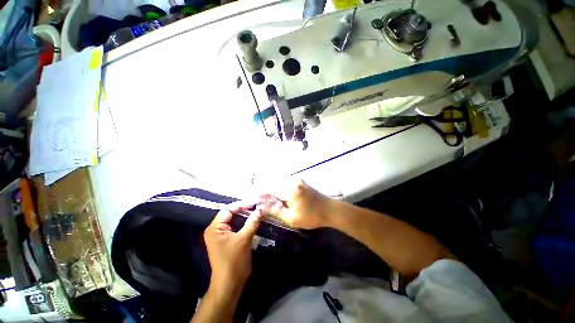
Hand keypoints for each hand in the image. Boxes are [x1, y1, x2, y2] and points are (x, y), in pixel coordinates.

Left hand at [204, 202, 261, 293]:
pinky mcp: (227, 241)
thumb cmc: (234, 261)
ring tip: (256, 211)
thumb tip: (260, 209)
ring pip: (234, 220)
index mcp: (215, 228)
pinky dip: (244, 223)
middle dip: (244, 209)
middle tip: (257, 206)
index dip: (242, 205)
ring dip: (245, 216)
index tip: (254, 203)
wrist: (229, 284)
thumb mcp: (244, 239)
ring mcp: (221, 236)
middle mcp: (215, 230)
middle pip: (230, 214)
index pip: (228, 209)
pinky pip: (236, 227)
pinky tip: (253, 221)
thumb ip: (252, 222)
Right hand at [260, 181, 329, 229]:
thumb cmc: (312, 216)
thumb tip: (262, 207)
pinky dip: (282, 192)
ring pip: (281, 186)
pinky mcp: (302, 183)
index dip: (261, 194)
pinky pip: (288, 186)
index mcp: (290, 189)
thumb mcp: (292, 218)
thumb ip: (276, 211)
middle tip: (261, 203)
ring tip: (268, 202)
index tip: (255, 199)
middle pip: (275, 186)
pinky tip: (280, 199)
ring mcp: (298, 181)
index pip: (271, 189)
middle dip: (267, 194)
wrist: (330, 211)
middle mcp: (293, 181)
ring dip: (275, 193)